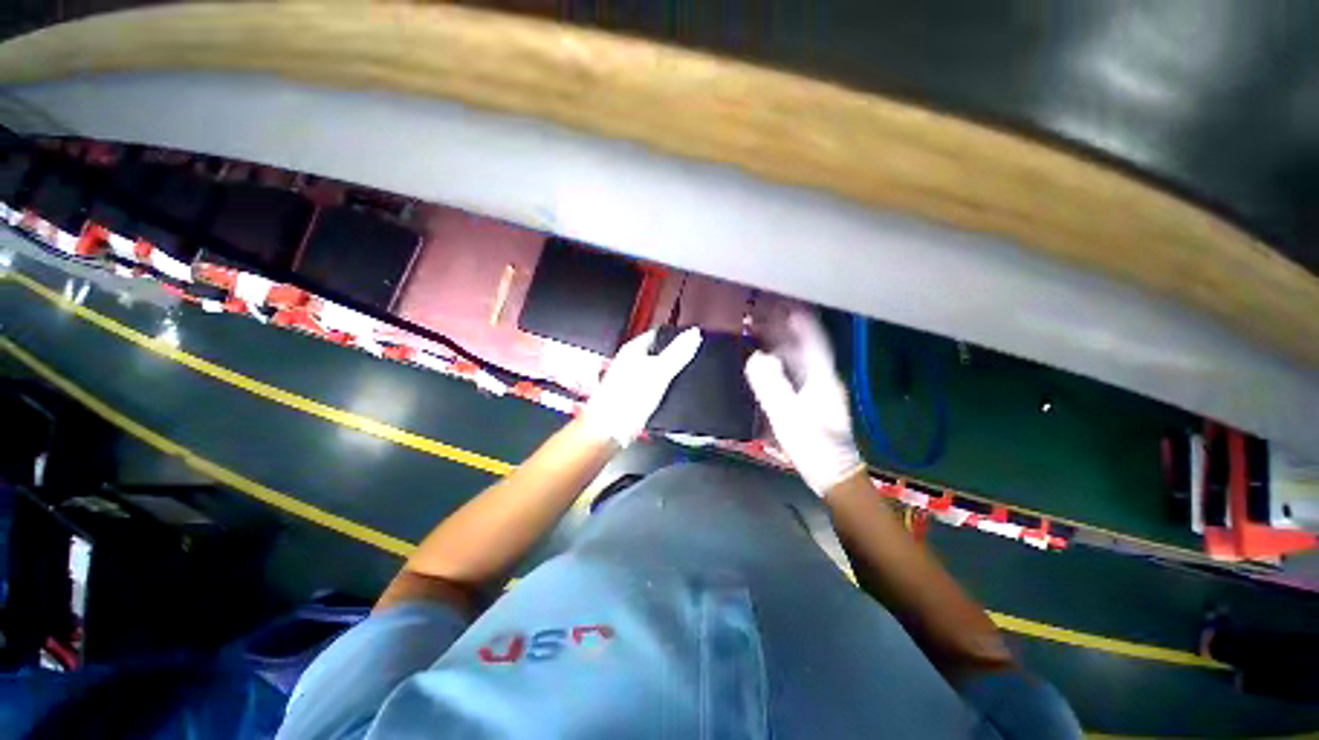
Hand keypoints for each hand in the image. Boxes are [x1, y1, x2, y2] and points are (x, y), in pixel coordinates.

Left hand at [583, 327, 702, 445]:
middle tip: (692, 359)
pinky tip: (670, 395)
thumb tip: (694, 333)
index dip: (675, 336)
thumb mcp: (659, 372)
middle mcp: (629, 363)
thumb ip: (677, 353)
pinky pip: (652, 387)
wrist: (609, 431)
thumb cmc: (627, 399)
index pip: (658, 334)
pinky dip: (663, 389)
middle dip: (674, 356)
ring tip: (684, 377)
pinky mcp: (632, 397)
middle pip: (656, 353)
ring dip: (668, 374)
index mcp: (633, 350)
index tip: (692, 339)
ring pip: (654, 371)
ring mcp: (630, 381)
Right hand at [745, 311, 863, 495]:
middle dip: (787, 330)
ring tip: (765, 332)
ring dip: (784, 344)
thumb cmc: (812, 445)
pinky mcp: (815, 402)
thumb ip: (771, 385)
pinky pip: (798, 373)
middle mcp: (824, 379)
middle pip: (806, 347)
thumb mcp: (787, 415)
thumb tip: (757, 358)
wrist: (832, 474)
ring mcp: (821, 391)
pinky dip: (784, 362)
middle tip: (766, 316)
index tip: (787, 305)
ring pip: (801, 359)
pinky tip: (773, 362)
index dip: (801, 322)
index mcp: (822, 378)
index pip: (813, 341)